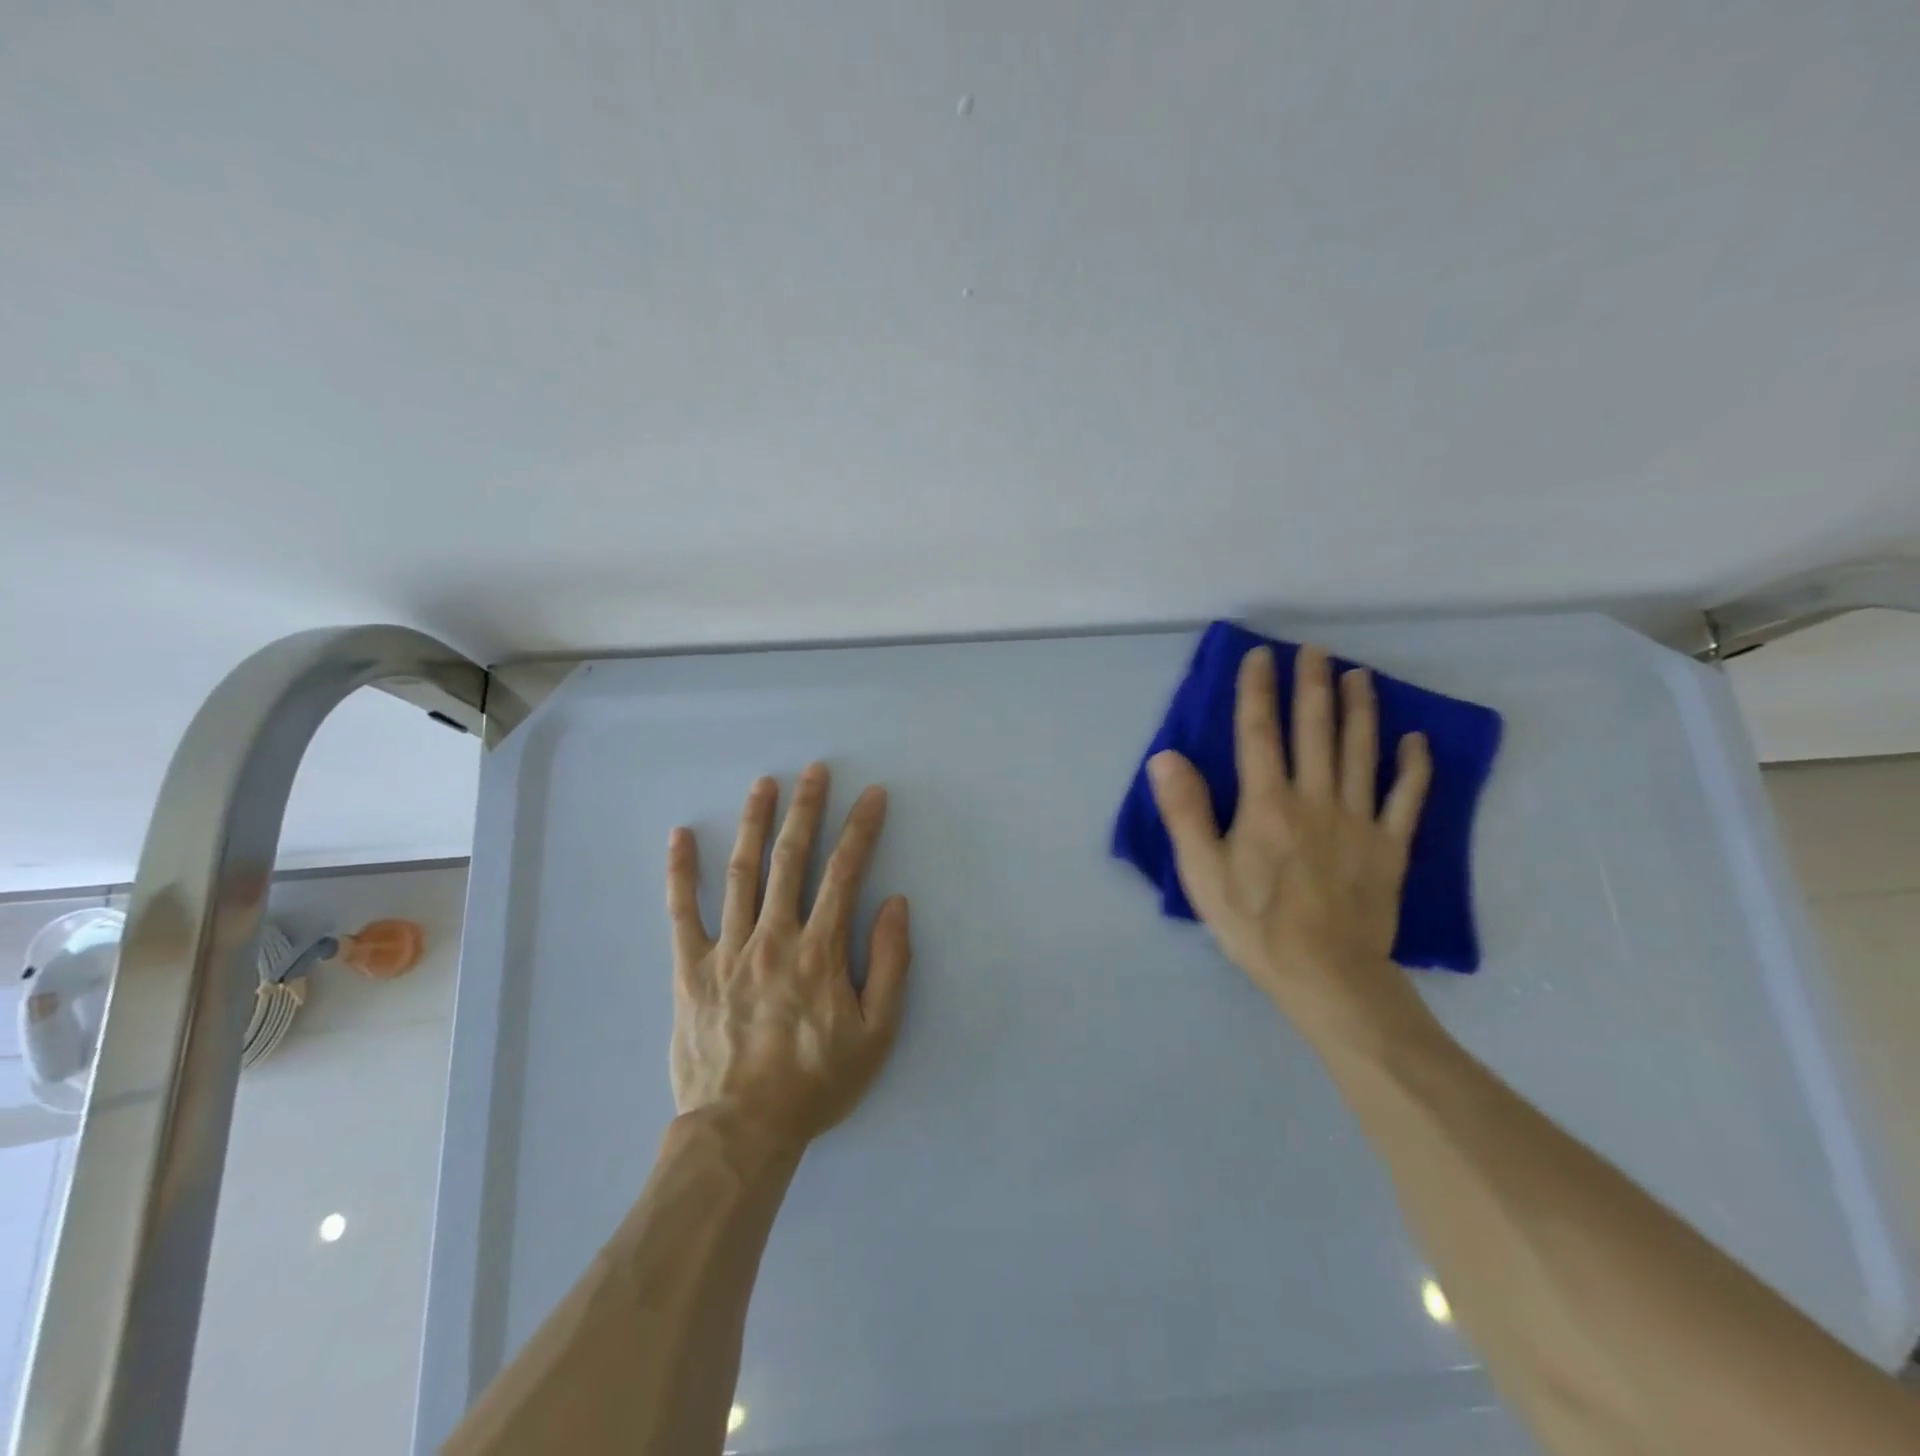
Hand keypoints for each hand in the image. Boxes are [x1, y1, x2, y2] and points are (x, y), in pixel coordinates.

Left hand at [666, 764, 910, 1151]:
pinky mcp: (690, 969)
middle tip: (814, 769)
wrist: (742, 1129)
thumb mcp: (877, 1033)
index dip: (861, 829)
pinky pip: (682, 912)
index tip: (872, 795)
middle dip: (806, 809)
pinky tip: (680, 836)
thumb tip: (895, 904)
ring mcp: (727, 949)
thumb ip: (891, 965)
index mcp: (820, 950)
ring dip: (753, 823)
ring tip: (763, 784)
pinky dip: (680, 872)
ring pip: (741, 872)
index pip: (845, 873)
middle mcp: (774, 936)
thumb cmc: (816, 1082)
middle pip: (791, 859)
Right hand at [1147, 644, 1432, 1038]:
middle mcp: (1315, 799)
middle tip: (1316, 650)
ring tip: (1360, 676)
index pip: (1259, 734)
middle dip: (1313, 685)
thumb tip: (1166, 756)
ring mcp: (1359, 821)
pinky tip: (1415, 740)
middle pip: (1315, 731)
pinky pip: (1407, 799)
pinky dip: (1413, 767)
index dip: (1258, 691)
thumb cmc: (1255, 924)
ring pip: (1361, 753)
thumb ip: (1186, 811)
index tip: (1261, 656)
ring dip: (1360, 711)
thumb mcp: (1202, 872)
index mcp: (1267, 804)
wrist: (1326, 975)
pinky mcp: (1390, 847)